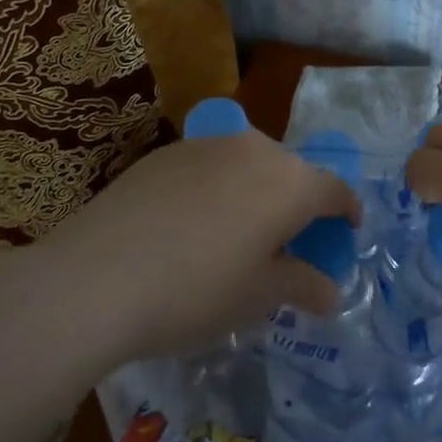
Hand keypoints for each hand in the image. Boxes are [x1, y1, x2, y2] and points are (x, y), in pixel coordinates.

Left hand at [13, 129, 361, 366]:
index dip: (347, 212)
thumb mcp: (257, 297)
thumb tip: (330, 291)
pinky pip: (211, 164)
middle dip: (299, 204)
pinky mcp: (167, 151)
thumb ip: (301, 285)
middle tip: (289, 242)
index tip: (346, 232)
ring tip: (239, 231)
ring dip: (257, 191)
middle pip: (292, 172)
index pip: (335, 191)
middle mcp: (255, 149)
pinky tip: (192, 223)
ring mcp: (208, 143)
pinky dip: (218, 187)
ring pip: (250, 163)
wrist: (94, 278)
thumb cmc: (195, 292)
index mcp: (290, 182)